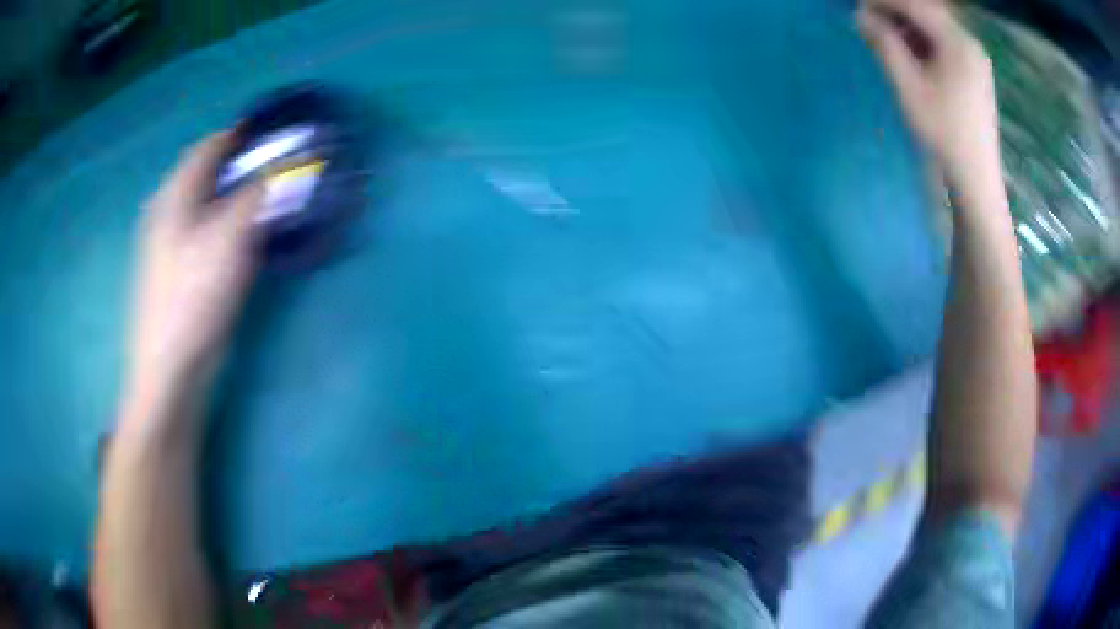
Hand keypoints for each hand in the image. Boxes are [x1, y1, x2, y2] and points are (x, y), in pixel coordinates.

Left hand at [127, 131, 261, 402]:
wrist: (171, 369)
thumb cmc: (194, 298)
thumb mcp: (229, 238)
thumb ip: (258, 194)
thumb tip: (290, 162)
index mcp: (175, 196)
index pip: (209, 146)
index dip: (241, 134)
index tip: (274, 132)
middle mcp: (168, 212)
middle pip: (207, 173)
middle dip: (240, 163)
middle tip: (276, 167)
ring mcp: (170, 243)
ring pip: (207, 203)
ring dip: (235, 193)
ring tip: (265, 198)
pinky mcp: (178, 271)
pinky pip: (206, 230)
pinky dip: (227, 222)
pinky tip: (242, 237)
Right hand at [858, 0, 999, 185]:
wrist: (976, 178)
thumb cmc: (944, 135)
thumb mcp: (909, 88)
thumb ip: (884, 46)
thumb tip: (860, 15)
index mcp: (958, 44)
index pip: (915, 5)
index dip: (882, 2)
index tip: (857, 7)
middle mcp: (969, 43)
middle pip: (926, 11)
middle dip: (894, 11)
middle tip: (867, 22)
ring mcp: (974, 57)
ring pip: (934, 26)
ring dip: (907, 25)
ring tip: (883, 37)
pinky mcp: (974, 70)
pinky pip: (943, 41)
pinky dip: (921, 39)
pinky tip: (908, 52)